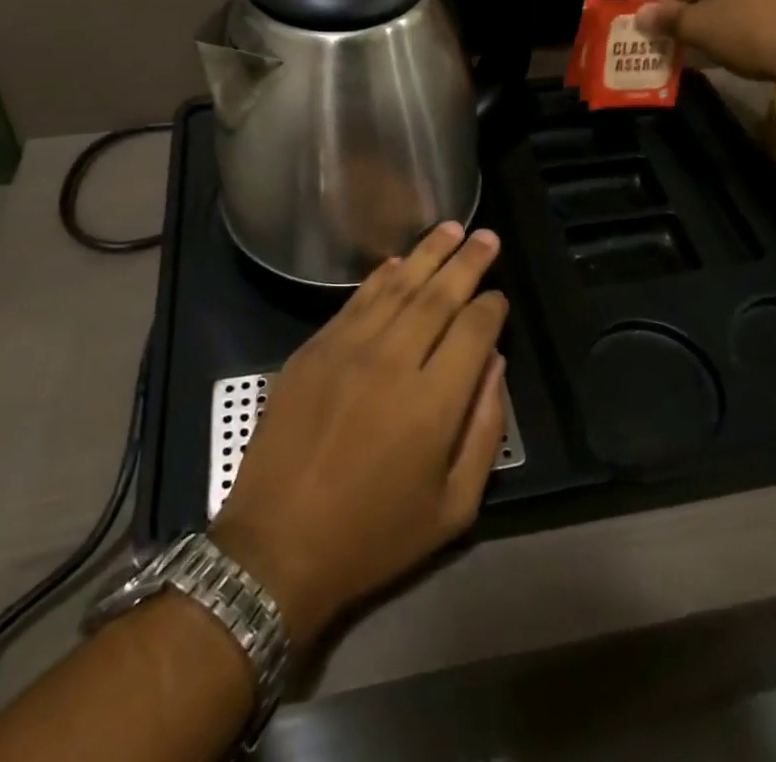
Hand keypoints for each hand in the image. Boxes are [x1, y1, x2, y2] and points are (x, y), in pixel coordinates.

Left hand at [209, 223, 508, 649]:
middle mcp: (393, 361)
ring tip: (450, 228)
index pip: (472, 332)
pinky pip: (357, 300)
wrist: (276, 547)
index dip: (490, 307)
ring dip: (427, 254)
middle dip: (467, 262)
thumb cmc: (372, 537)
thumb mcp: (451, 508)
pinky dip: (382, 276)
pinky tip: (398, 261)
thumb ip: (483, 431)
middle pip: (438, 296)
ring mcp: (348, 349)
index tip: (499, 296)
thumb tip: (493, 365)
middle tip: (487, 236)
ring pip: (398, 286)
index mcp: (433, 403)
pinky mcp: (314, 348)